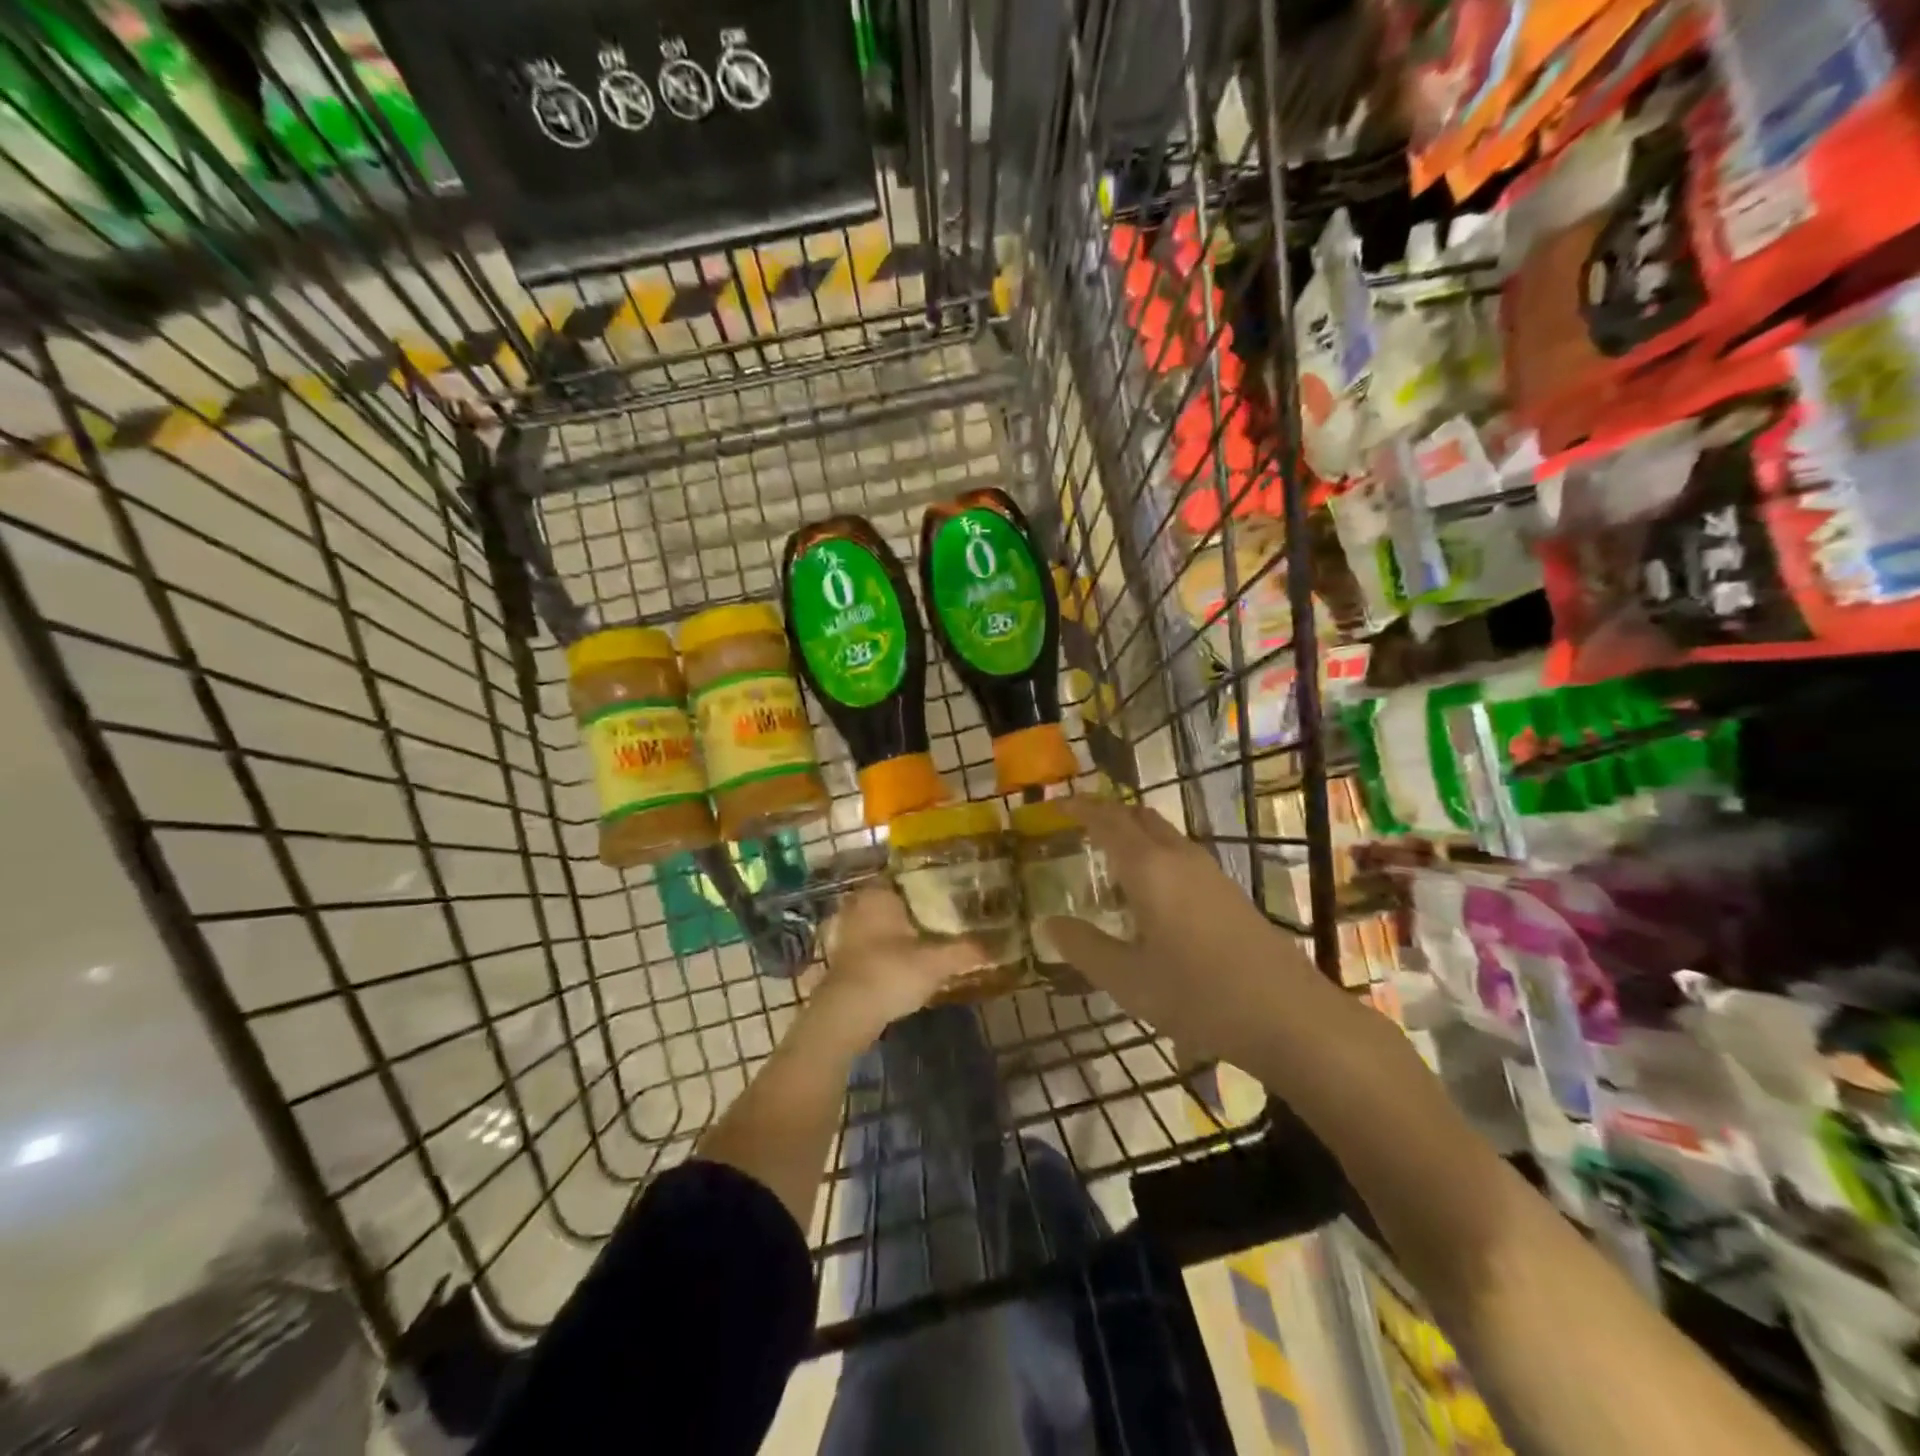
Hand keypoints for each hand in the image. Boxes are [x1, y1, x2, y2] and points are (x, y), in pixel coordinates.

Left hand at [811, 882, 984, 1033]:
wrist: (847, 1013)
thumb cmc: (891, 972)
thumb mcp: (936, 962)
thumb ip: (965, 952)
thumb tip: (994, 947)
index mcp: (878, 894)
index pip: (903, 876)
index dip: (925, 883)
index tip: (946, 891)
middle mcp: (858, 906)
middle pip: (891, 901)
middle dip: (911, 908)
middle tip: (940, 916)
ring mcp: (845, 932)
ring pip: (877, 923)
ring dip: (896, 931)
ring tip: (925, 939)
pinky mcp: (840, 958)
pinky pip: (868, 945)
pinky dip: (883, 950)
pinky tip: (903, 962)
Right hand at [1042, 798, 1331, 1063]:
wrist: (1288, 1015)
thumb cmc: (1198, 994)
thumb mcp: (1127, 979)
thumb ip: (1084, 947)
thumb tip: (1049, 924)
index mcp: (1148, 868)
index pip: (1108, 820)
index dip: (1081, 807)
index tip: (1058, 804)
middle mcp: (1179, 858)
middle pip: (1139, 817)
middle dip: (1108, 815)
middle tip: (1079, 828)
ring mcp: (1210, 873)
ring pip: (1164, 835)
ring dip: (1134, 836)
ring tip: (1108, 863)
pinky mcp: (1229, 893)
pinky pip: (1181, 856)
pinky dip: (1155, 857)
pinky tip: (1150, 896)